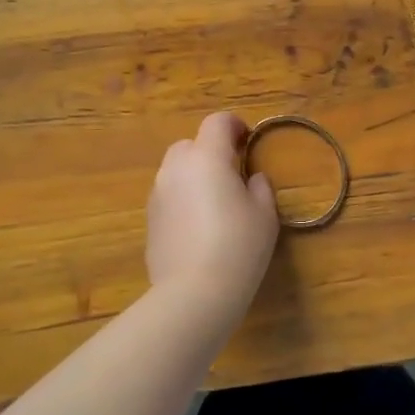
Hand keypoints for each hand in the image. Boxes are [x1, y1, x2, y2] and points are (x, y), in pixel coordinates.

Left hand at [146, 113, 279, 324]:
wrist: (194, 292)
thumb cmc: (238, 246)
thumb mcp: (264, 214)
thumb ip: (259, 187)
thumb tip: (251, 179)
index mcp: (207, 158)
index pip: (217, 123)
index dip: (234, 125)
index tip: (248, 141)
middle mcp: (176, 169)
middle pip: (190, 144)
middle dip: (210, 152)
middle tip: (232, 175)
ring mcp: (158, 194)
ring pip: (176, 172)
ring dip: (194, 177)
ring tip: (215, 205)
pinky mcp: (149, 220)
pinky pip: (169, 197)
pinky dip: (183, 200)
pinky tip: (199, 229)